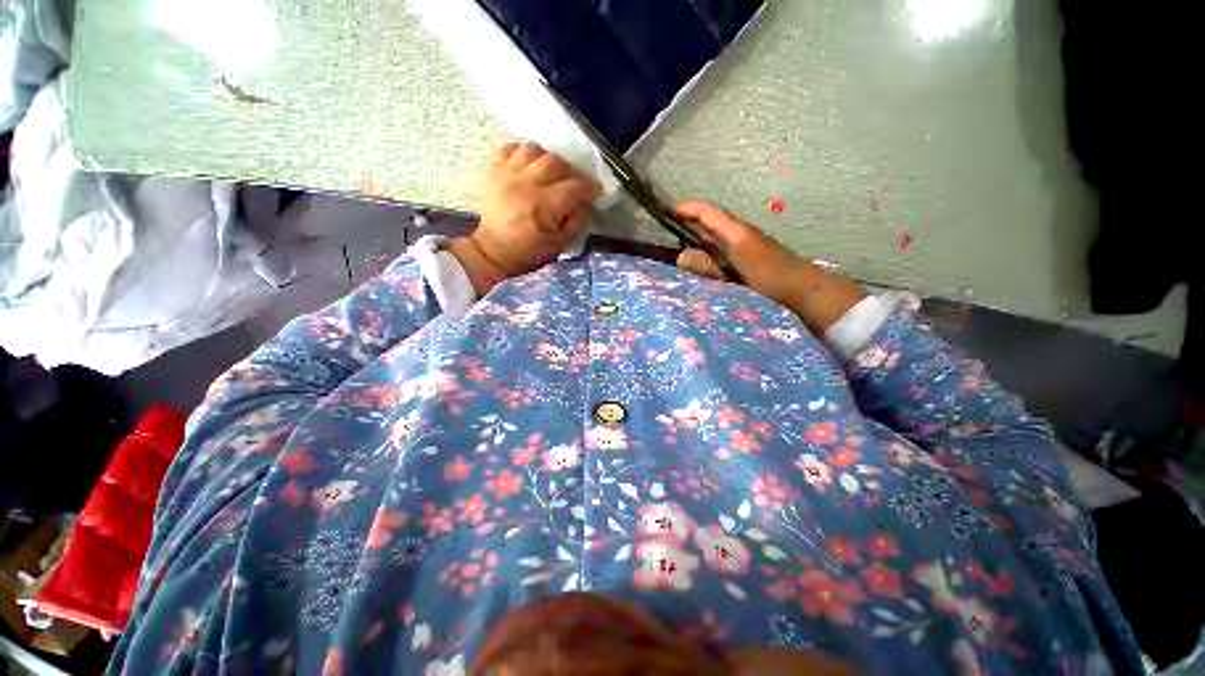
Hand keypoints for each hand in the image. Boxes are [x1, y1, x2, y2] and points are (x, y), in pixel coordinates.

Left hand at [448, 142, 601, 294]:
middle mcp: (526, 184)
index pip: (574, 187)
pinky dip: (522, 152)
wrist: (494, 250)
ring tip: (551, 173)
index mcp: (543, 206)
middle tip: (575, 183)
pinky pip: (508, 148)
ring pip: (534, 150)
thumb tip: (585, 203)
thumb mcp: (560, 245)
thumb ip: (577, 222)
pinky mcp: (494, 170)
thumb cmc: (529, 251)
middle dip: (571, 172)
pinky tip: (529, 165)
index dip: (589, 188)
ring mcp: (508, 174)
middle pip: (556, 163)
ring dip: (548, 159)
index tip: (595, 192)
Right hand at [671, 201, 865, 332]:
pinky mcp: (752, 250)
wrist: (807, 290)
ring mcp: (748, 240)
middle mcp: (741, 231)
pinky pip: (724, 241)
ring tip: (679, 241)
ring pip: (718, 230)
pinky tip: (703, 257)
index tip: (665, 212)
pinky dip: (709, 243)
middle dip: (688, 219)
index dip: (685, 209)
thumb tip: (680, 257)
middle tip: (667, 228)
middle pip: (711, 218)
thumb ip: (708, 268)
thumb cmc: (771, 284)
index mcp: (736, 234)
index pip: (707, 212)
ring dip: (698, 231)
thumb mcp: (734, 278)